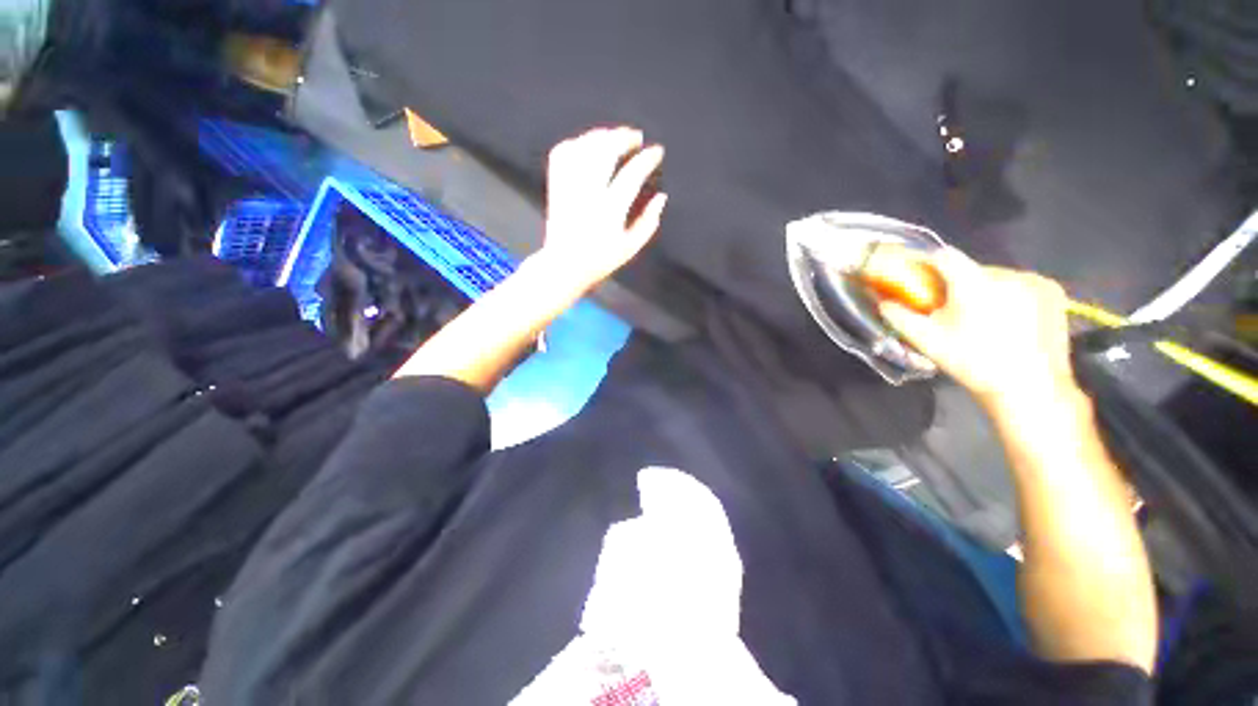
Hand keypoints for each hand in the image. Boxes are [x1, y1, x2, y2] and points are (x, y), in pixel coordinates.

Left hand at [536, 126, 667, 292]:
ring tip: (615, 137)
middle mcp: (588, 194)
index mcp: (609, 211)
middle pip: (605, 151)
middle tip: (636, 137)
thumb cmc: (600, 260)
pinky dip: (577, 143)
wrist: (564, 266)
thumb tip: (661, 197)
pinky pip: (563, 153)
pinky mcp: (555, 186)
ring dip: (602, 136)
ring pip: (584, 147)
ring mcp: (569, 187)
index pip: (631, 175)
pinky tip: (588, 145)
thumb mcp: (630, 248)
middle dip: (623, 137)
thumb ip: (648, 222)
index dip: (647, 160)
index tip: (656, 152)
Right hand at [878, 248, 1078, 410]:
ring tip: (982, 318)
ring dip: (983, 290)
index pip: (944, 256)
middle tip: (950, 309)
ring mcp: (1034, 281)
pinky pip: (1020, 284)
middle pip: (971, 269)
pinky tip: (1008, 318)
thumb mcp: (928, 342)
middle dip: (957, 284)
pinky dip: (1008, 294)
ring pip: (996, 277)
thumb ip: (900, 318)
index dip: (926, 263)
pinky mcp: (1053, 291)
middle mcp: (1007, 274)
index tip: (918, 277)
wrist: (1030, 388)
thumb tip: (883, 303)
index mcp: (974, 283)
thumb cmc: (973, 363)